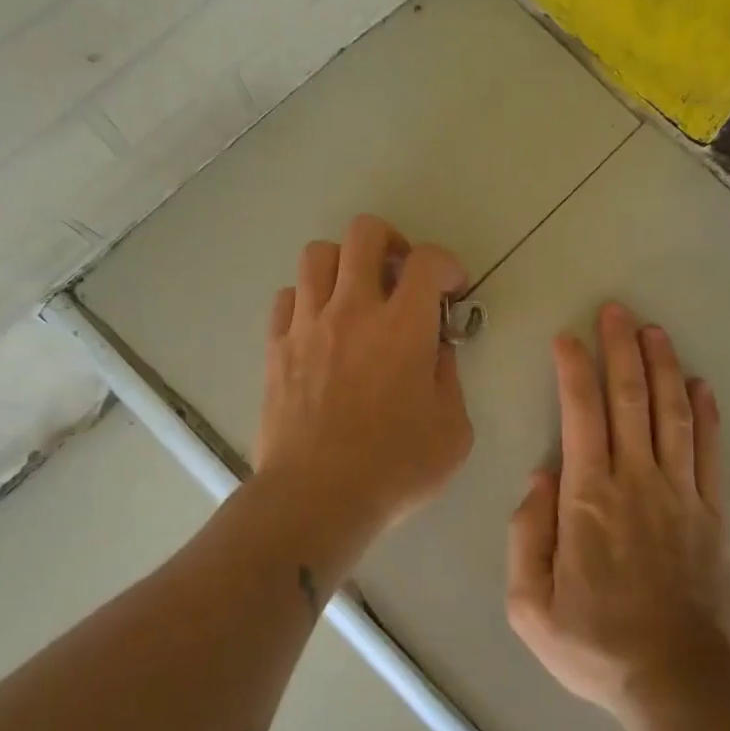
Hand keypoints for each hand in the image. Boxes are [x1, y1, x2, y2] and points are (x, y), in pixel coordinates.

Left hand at [256, 214, 473, 529]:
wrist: (316, 498)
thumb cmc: (394, 468)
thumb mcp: (453, 430)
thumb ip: (450, 378)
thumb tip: (437, 350)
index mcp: (403, 326)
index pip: (427, 260)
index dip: (446, 264)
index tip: (452, 290)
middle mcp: (353, 309)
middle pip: (364, 232)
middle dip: (392, 242)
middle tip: (402, 275)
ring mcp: (308, 324)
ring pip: (318, 254)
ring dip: (345, 263)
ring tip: (358, 293)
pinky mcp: (276, 346)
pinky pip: (288, 296)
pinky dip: (309, 298)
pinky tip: (322, 326)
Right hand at [506, 302, 729, 722]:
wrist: (675, 680)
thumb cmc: (594, 643)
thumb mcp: (529, 602)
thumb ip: (526, 533)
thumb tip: (542, 474)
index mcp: (588, 498)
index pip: (580, 414)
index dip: (573, 369)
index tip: (567, 338)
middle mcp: (637, 482)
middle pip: (630, 399)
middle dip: (621, 349)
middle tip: (617, 311)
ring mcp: (681, 494)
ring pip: (673, 414)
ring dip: (663, 367)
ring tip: (655, 331)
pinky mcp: (713, 513)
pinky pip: (710, 452)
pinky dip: (706, 415)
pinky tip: (700, 385)